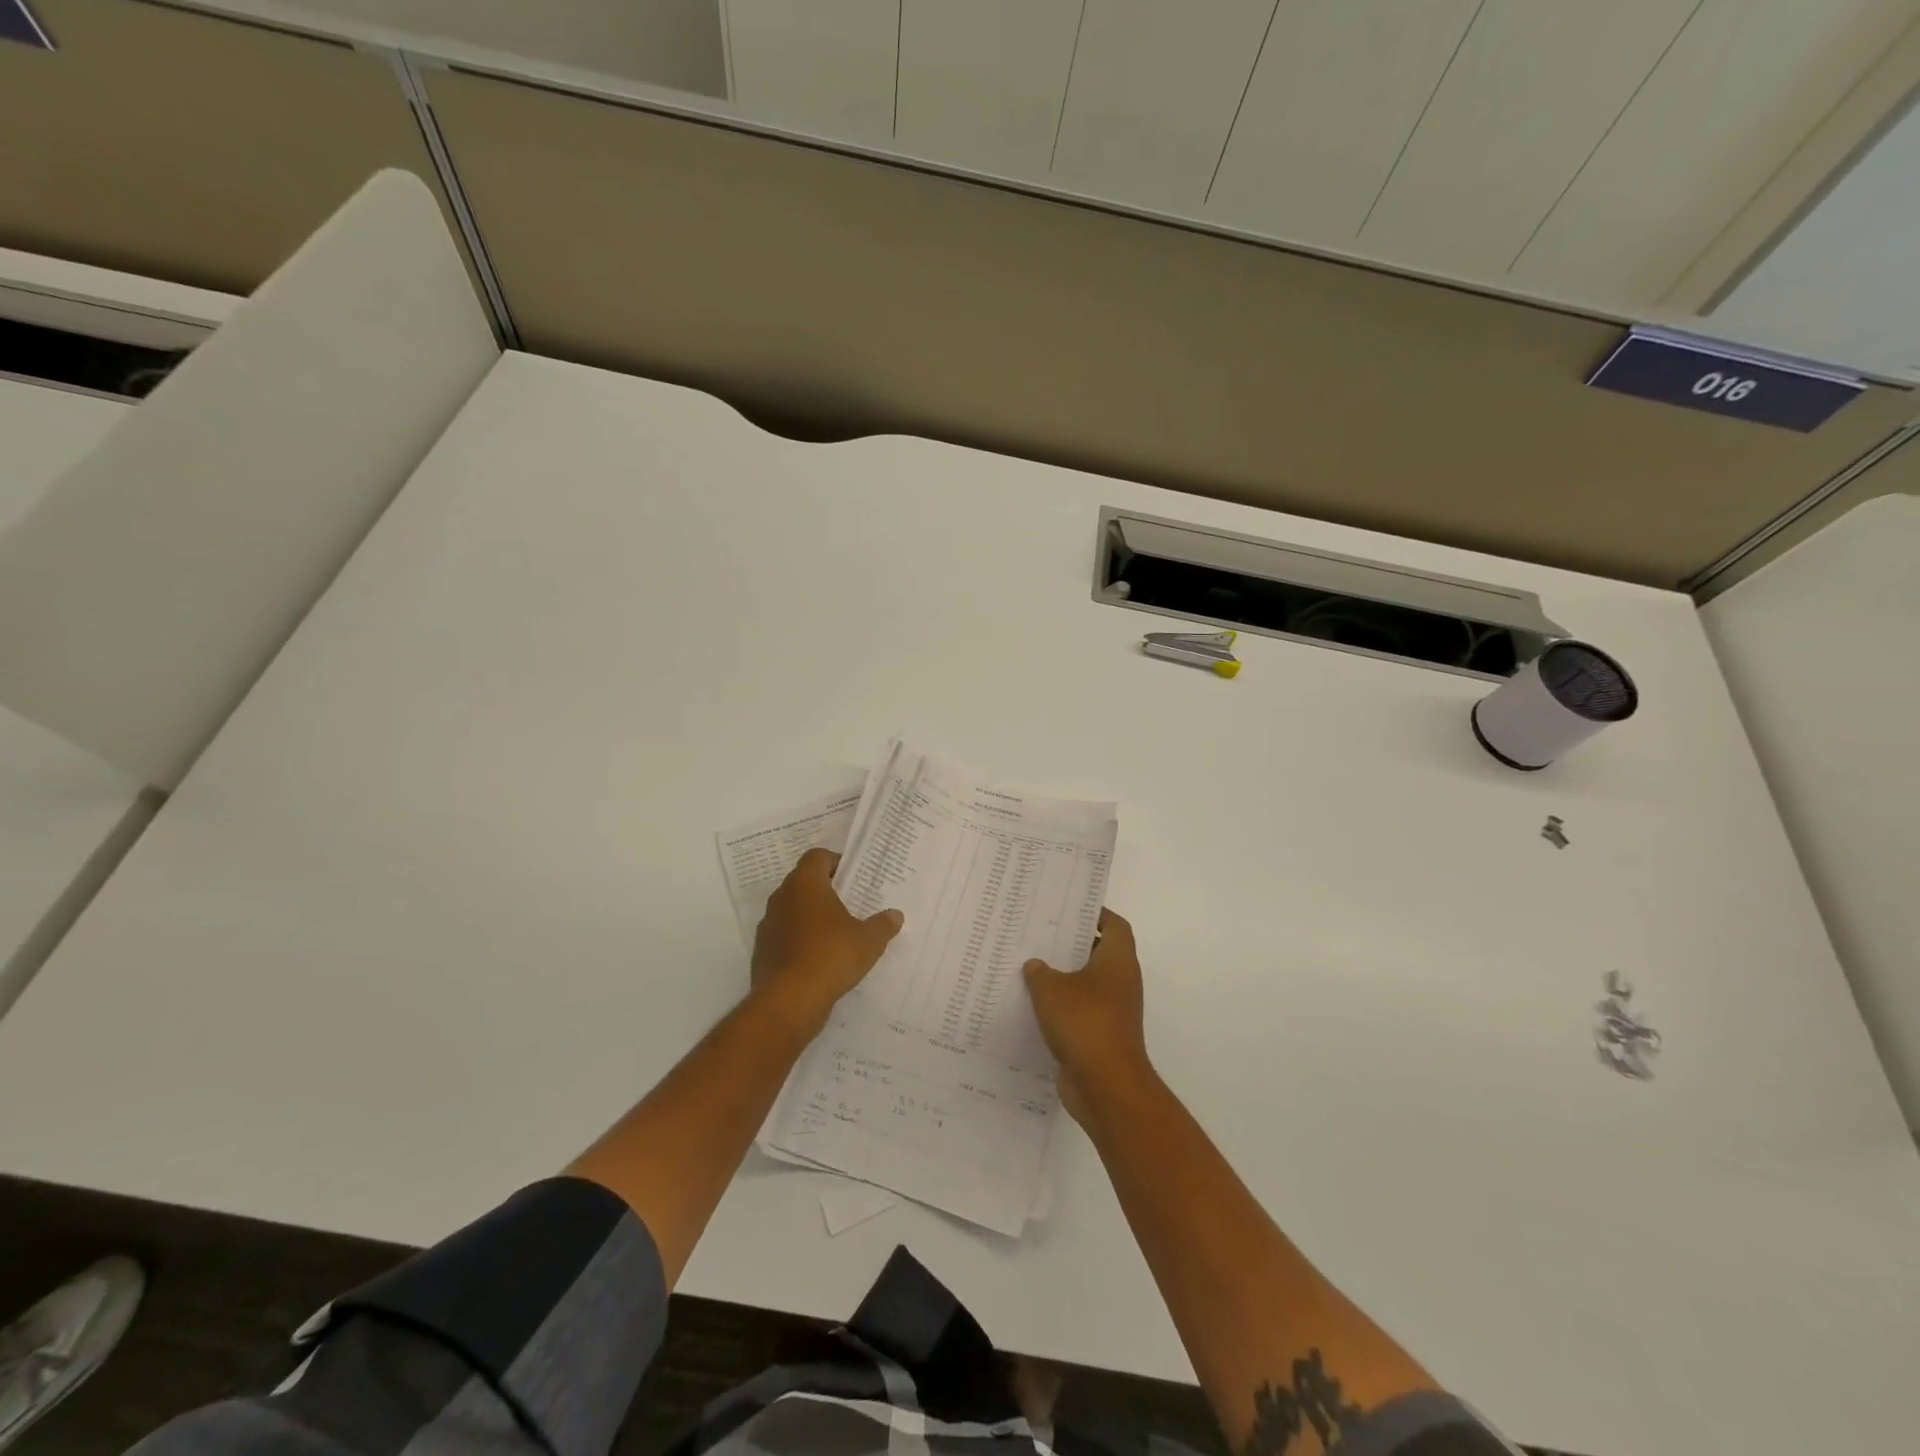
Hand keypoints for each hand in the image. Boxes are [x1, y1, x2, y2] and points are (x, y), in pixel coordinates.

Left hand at [751, 849, 902, 1035]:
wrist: (788, 1001)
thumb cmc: (831, 956)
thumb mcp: (868, 941)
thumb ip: (883, 925)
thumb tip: (895, 915)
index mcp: (805, 884)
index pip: (817, 856)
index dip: (835, 862)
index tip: (853, 878)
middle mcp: (782, 898)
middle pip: (803, 882)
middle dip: (825, 890)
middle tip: (849, 904)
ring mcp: (768, 925)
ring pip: (792, 910)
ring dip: (810, 916)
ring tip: (836, 933)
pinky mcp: (762, 952)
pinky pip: (784, 936)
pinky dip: (799, 941)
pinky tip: (819, 959)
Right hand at [1024, 909, 1150, 1118]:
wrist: (1106, 1084)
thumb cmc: (1084, 1021)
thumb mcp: (1051, 989)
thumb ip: (1040, 972)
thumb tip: (1036, 965)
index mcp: (1117, 960)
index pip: (1114, 925)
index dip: (1096, 914)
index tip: (1070, 909)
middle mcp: (1121, 981)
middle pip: (1100, 953)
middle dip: (1072, 944)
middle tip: (1041, 935)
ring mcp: (1114, 1011)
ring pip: (1088, 984)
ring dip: (1065, 978)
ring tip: (1031, 967)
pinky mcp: (1102, 1036)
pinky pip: (1081, 1011)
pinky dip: (1063, 1007)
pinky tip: (1034, 1006)